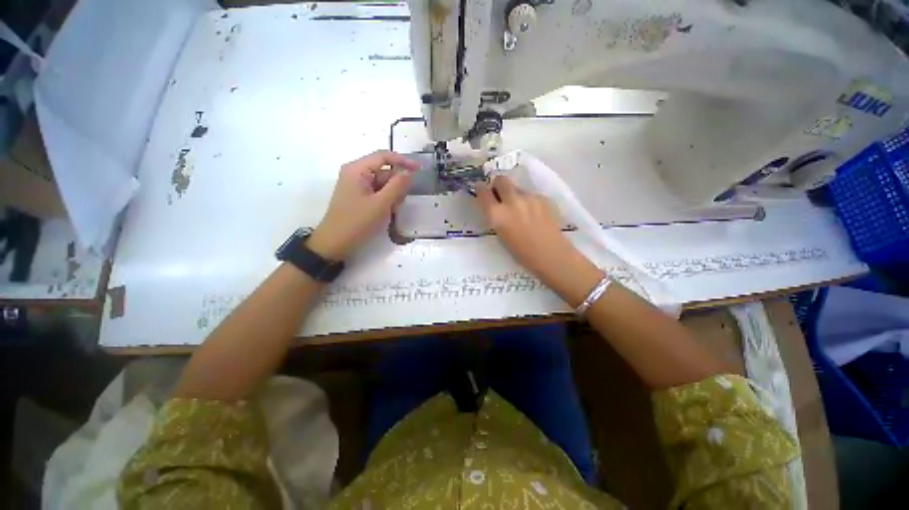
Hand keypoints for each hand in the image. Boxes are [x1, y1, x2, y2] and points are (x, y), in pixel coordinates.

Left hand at [308, 150, 417, 259]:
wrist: (335, 243)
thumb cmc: (358, 222)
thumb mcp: (381, 204)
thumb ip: (397, 186)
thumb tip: (409, 172)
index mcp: (358, 169)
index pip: (384, 156)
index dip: (403, 161)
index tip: (419, 169)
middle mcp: (356, 173)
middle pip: (383, 171)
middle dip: (396, 184)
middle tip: (402, 201)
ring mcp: (356, 185)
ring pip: (382, 183)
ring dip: (392, 194)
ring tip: (393, 210)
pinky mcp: (358, 196)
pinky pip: (377, 192)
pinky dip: (386, 200)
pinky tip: (387, 212)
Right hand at [474, 176, 593, 286]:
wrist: (550, 255)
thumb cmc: (520, 253)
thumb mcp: (500, 234)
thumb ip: (496, 217)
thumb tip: (496, 206)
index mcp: (496, 214)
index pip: (482, 191)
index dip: (481, 190)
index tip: (482, 192)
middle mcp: (511, 201)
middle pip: (501, 179)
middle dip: (498, 185)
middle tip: (501, 196)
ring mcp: (529, 197)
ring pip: (517, 188)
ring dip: (515, 195)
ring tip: (522, 210)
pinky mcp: (543, 198)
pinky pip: (531, 195)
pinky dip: (529, 201)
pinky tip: (535, 215)